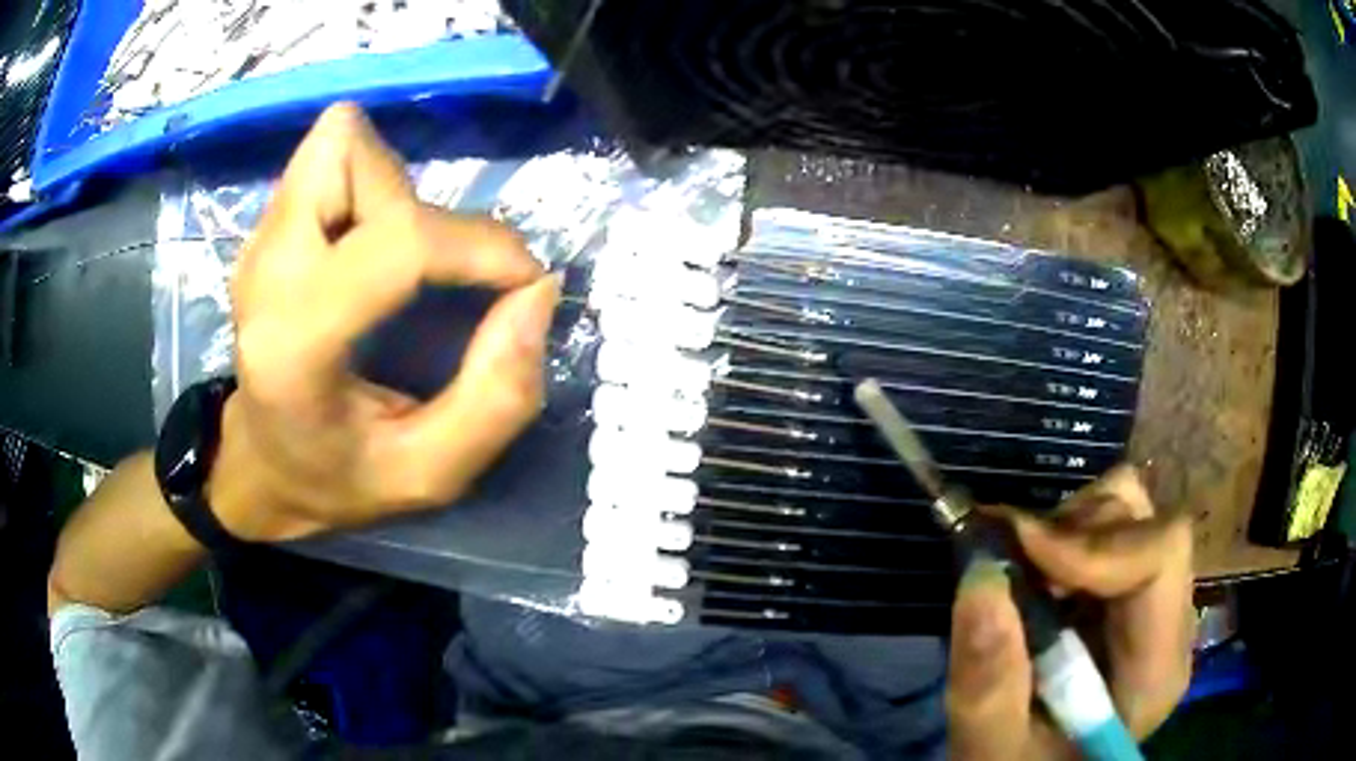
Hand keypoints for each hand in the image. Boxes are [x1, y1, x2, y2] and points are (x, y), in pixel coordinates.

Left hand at [209, 104, 558, 541]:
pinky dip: (367, 188)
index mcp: (296, 345)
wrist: (258, 466)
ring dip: (391, 191)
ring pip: (340, 145)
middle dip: (417, 204)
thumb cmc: (337, 478)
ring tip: (393, 263)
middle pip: (352, 156)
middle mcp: (265, 273)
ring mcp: (257, 243)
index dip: (480, 246)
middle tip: (426, 274)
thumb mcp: (431, 474)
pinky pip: (329, 161)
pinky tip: (364, 251)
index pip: (400, 241)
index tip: (522, 282)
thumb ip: (499, 397)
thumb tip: (538, 291)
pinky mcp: (263, 229)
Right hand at [947, 466, 1195, 759]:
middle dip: (1076, 530)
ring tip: (1025, 577)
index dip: (1094, 540)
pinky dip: (1066, 539)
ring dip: (1069, 530)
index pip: (1161, 556)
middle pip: (1149, 524)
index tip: (1019, 548)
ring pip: (1132, 514)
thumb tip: (981, 578)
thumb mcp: (991, 748)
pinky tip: (1037, 581)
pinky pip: (1112, 531)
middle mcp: (1170, 624)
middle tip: (1013, 562)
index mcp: (1156, 669)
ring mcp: (1155, 605)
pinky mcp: (1132, 595)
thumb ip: (989, 682)